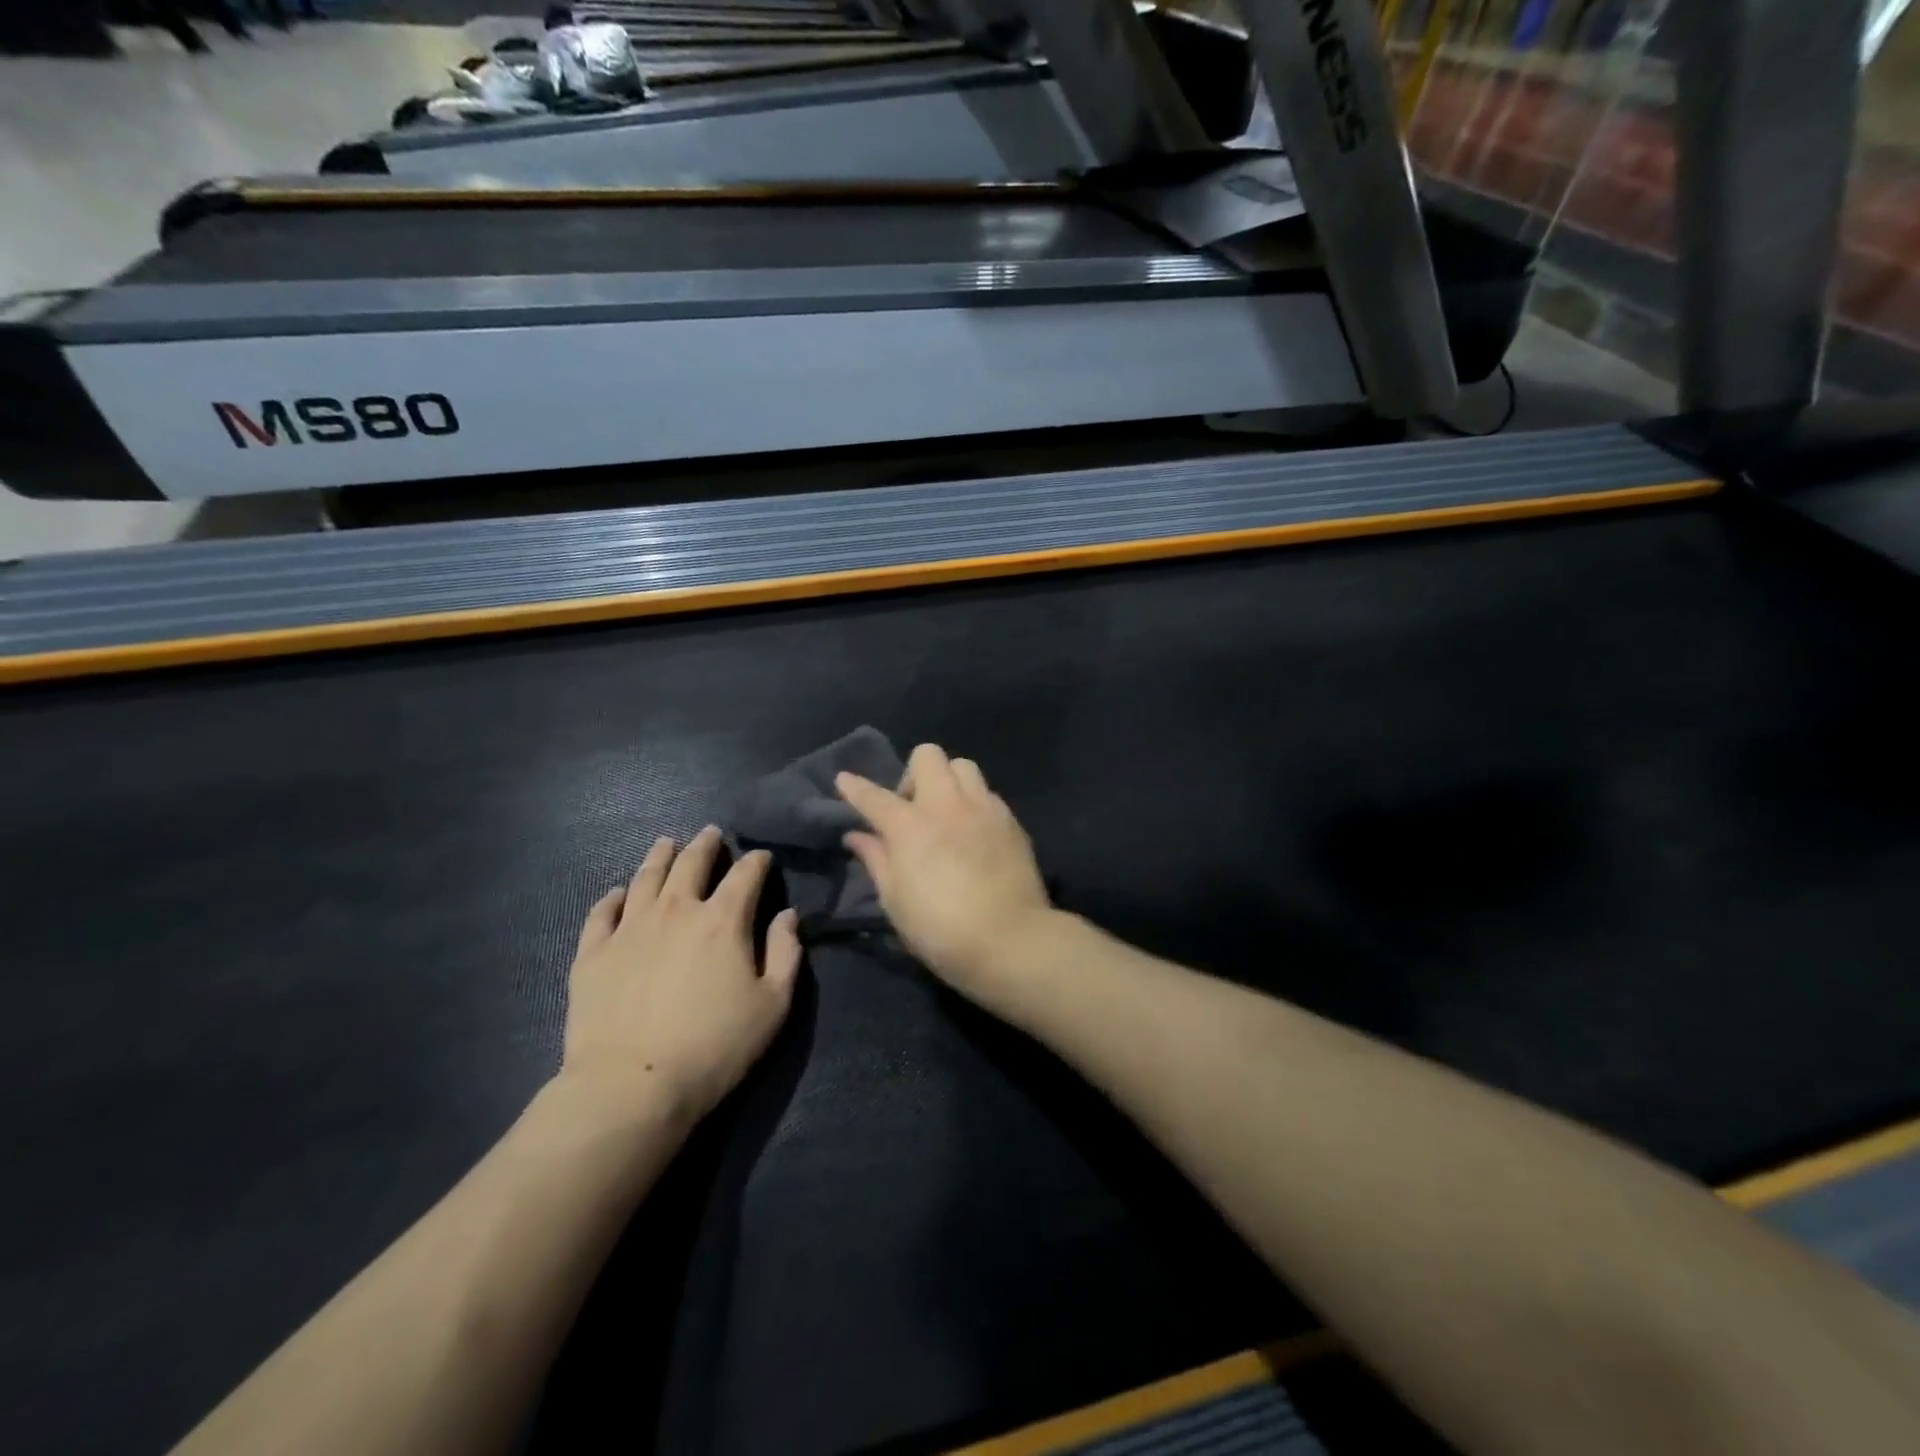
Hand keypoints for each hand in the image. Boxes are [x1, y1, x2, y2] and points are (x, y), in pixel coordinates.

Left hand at [561, 827, 801, 1123]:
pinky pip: (602, 912)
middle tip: (711, 834)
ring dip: (660, 856)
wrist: (631, 1086)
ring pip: (646, 877)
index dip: (757, 861)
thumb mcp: (773, 1005)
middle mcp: (676, 911)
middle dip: (706, 845)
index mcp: (723, 920)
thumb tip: (787, 916)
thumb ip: (786, 954)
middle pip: (692, 863)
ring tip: (666, 843)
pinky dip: (612, 897)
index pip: (745, 875)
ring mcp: (629, 928)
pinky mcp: (593, 953)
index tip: (761, 857)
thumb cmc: (714, 1047)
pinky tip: (618, 893)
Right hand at [836, 744, 1053, 995]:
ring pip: (963, 766)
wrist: (1010, 940)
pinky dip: (974, 804)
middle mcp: (947, 805)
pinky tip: (973, 832)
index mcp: (910, 826)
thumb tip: (857, 835)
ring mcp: (984, 809)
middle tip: (911, 809)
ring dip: (948, 781)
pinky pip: (988, 794)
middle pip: (928, 756)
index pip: (875, 797)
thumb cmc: (940, 929)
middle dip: (913, 774)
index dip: (855, 787)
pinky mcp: (1011, 821)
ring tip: (946, 814)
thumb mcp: (895, 901)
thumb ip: (875, 860)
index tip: (844, 780)